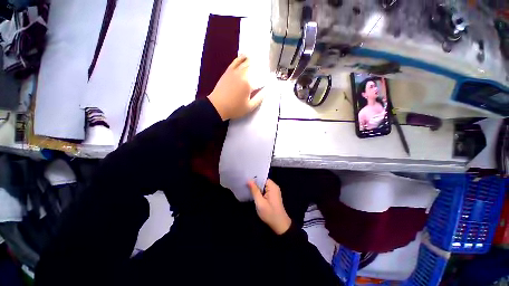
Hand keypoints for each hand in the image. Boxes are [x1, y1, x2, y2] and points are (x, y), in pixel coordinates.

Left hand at [207, 55, 263, 120]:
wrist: (217, 107)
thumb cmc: (234, 108)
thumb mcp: (249, 107)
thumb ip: (260, 98)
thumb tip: (267, 90)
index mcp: (248, 83)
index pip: (261, 77)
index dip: (267, 77)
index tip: (271, 78)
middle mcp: (242, 74)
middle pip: (254, 66)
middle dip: (261, 66)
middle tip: (267, 66)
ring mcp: (234, 71)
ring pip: (245, 61)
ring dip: (253, 60)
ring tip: (259, 58)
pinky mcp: (228, 71)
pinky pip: (236, 61)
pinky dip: (242, 57)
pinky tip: (245, 56)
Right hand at [248, 179, 291, 234]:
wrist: (280, 225)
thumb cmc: (269, 213)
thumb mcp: (260, 202)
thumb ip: (254, 190)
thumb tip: (249, 180)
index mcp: (272, 186)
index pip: (262, 178)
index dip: (254, 178)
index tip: (246, 179)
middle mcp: (274, 187)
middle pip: (262, 182)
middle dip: (254, 183)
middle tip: (245, 184)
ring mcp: (274, 191)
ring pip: (263, 186)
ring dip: (256, 188)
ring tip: (247, 188)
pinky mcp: (272, 196)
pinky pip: (264, 190)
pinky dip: (259, 192)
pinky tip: (253, 194)